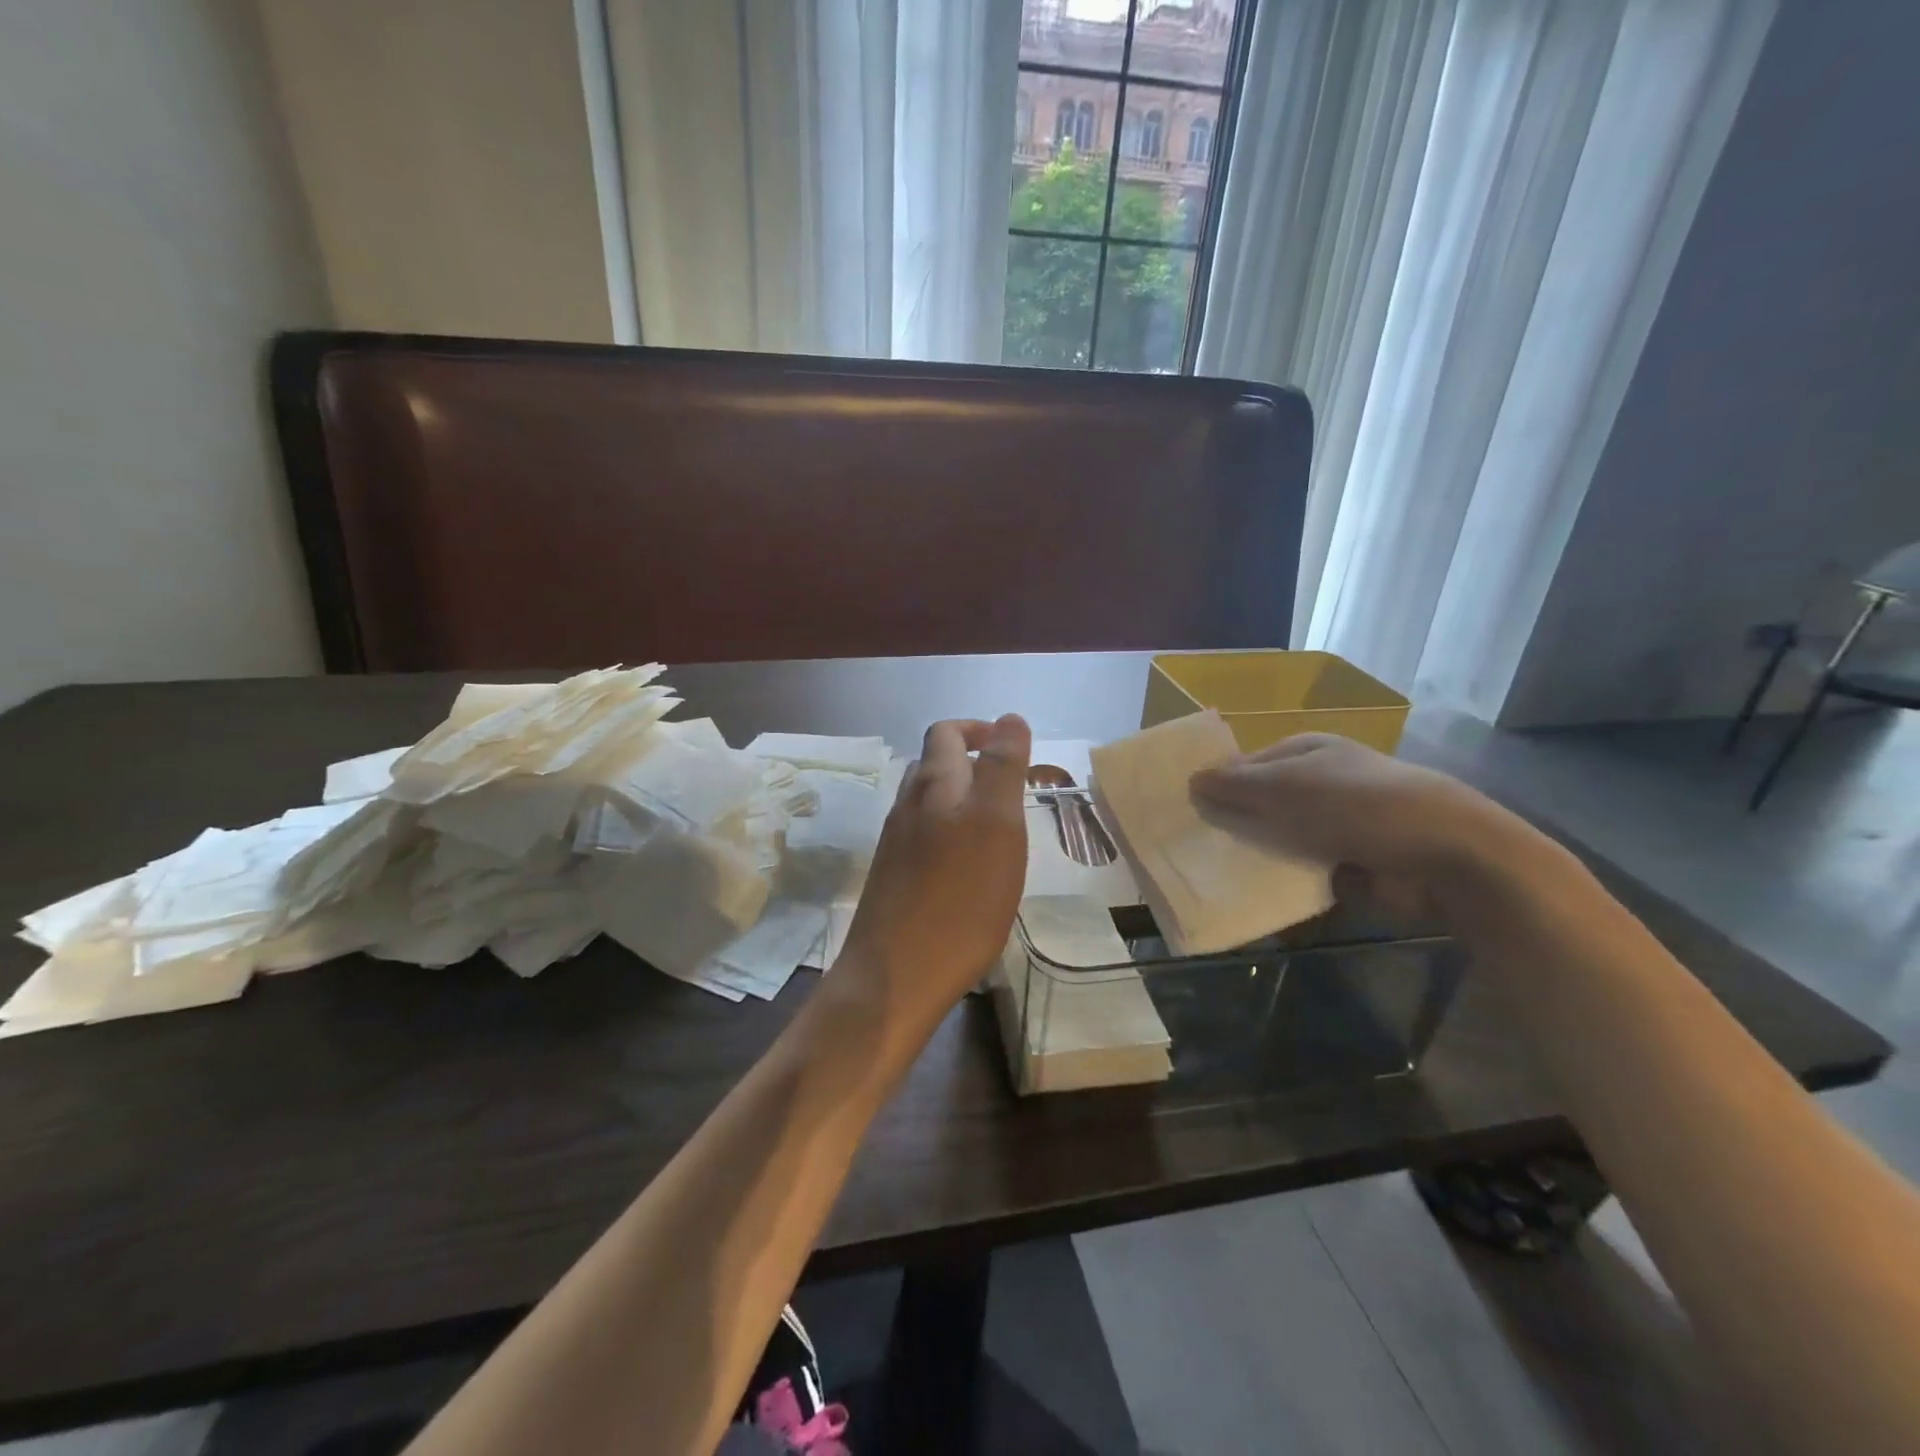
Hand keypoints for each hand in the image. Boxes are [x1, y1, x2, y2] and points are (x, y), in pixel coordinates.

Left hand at [837, 715, 1030, 1041]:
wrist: (897, 975)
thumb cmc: (960, 897)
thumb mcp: (997, 824)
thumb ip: (1003, 768)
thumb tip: (1009, 717)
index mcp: (933, 784)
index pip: (947, 733)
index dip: (979, 730)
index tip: (1011, 749)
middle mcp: (907, 805)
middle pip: (934, 764)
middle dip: (971, 763)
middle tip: (1010, 789)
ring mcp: (895, 842)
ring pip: (927, 802)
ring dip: (961, 799)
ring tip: (996, 825)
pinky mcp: (893, 876)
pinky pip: (923, 837)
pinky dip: (949, 833)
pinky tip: (969, 866)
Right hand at [1189, 732, 1537, 922]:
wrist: (1443, 854)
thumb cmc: (1358, 803)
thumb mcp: (1288, 786)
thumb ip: (1237, 784)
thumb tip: (1192, 779)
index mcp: (1305, 752)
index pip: (1246, 764)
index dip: (1215, 783)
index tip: (1182, 808)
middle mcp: (1318, 783)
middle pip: (1260, 802)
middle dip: (1230, 821)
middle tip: (1188, 845)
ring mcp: (1335, 824)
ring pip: (1277, 839)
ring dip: (1252, 854)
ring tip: (1208, 872)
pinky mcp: (1347, 864)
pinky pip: (1299, 872)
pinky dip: (1279, 881)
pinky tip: (1248, 893)